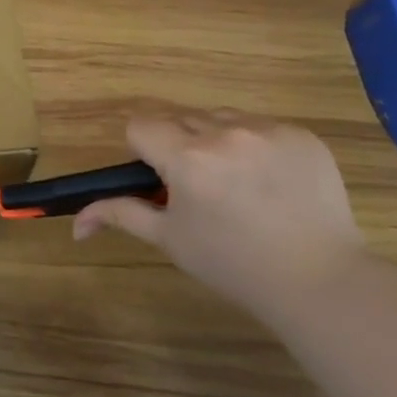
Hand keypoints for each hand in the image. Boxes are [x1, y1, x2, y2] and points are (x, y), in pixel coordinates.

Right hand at [73, 109, 367, 319]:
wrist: (320, 279)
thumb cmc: (233, 264)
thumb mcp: (170, 239)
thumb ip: (121, 215)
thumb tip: (76, 222)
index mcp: (187, 158)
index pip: (140, 124)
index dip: (141, 148)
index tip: (158, 177)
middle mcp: (225, 133)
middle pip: (180, 117)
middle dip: (177, 144)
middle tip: (196, 186)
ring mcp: (269, 130)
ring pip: (221, 118)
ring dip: (215, 139)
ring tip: (236, 183)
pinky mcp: (302, 135)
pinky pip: (261, 126)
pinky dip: (255, 146)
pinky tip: (270, 183)